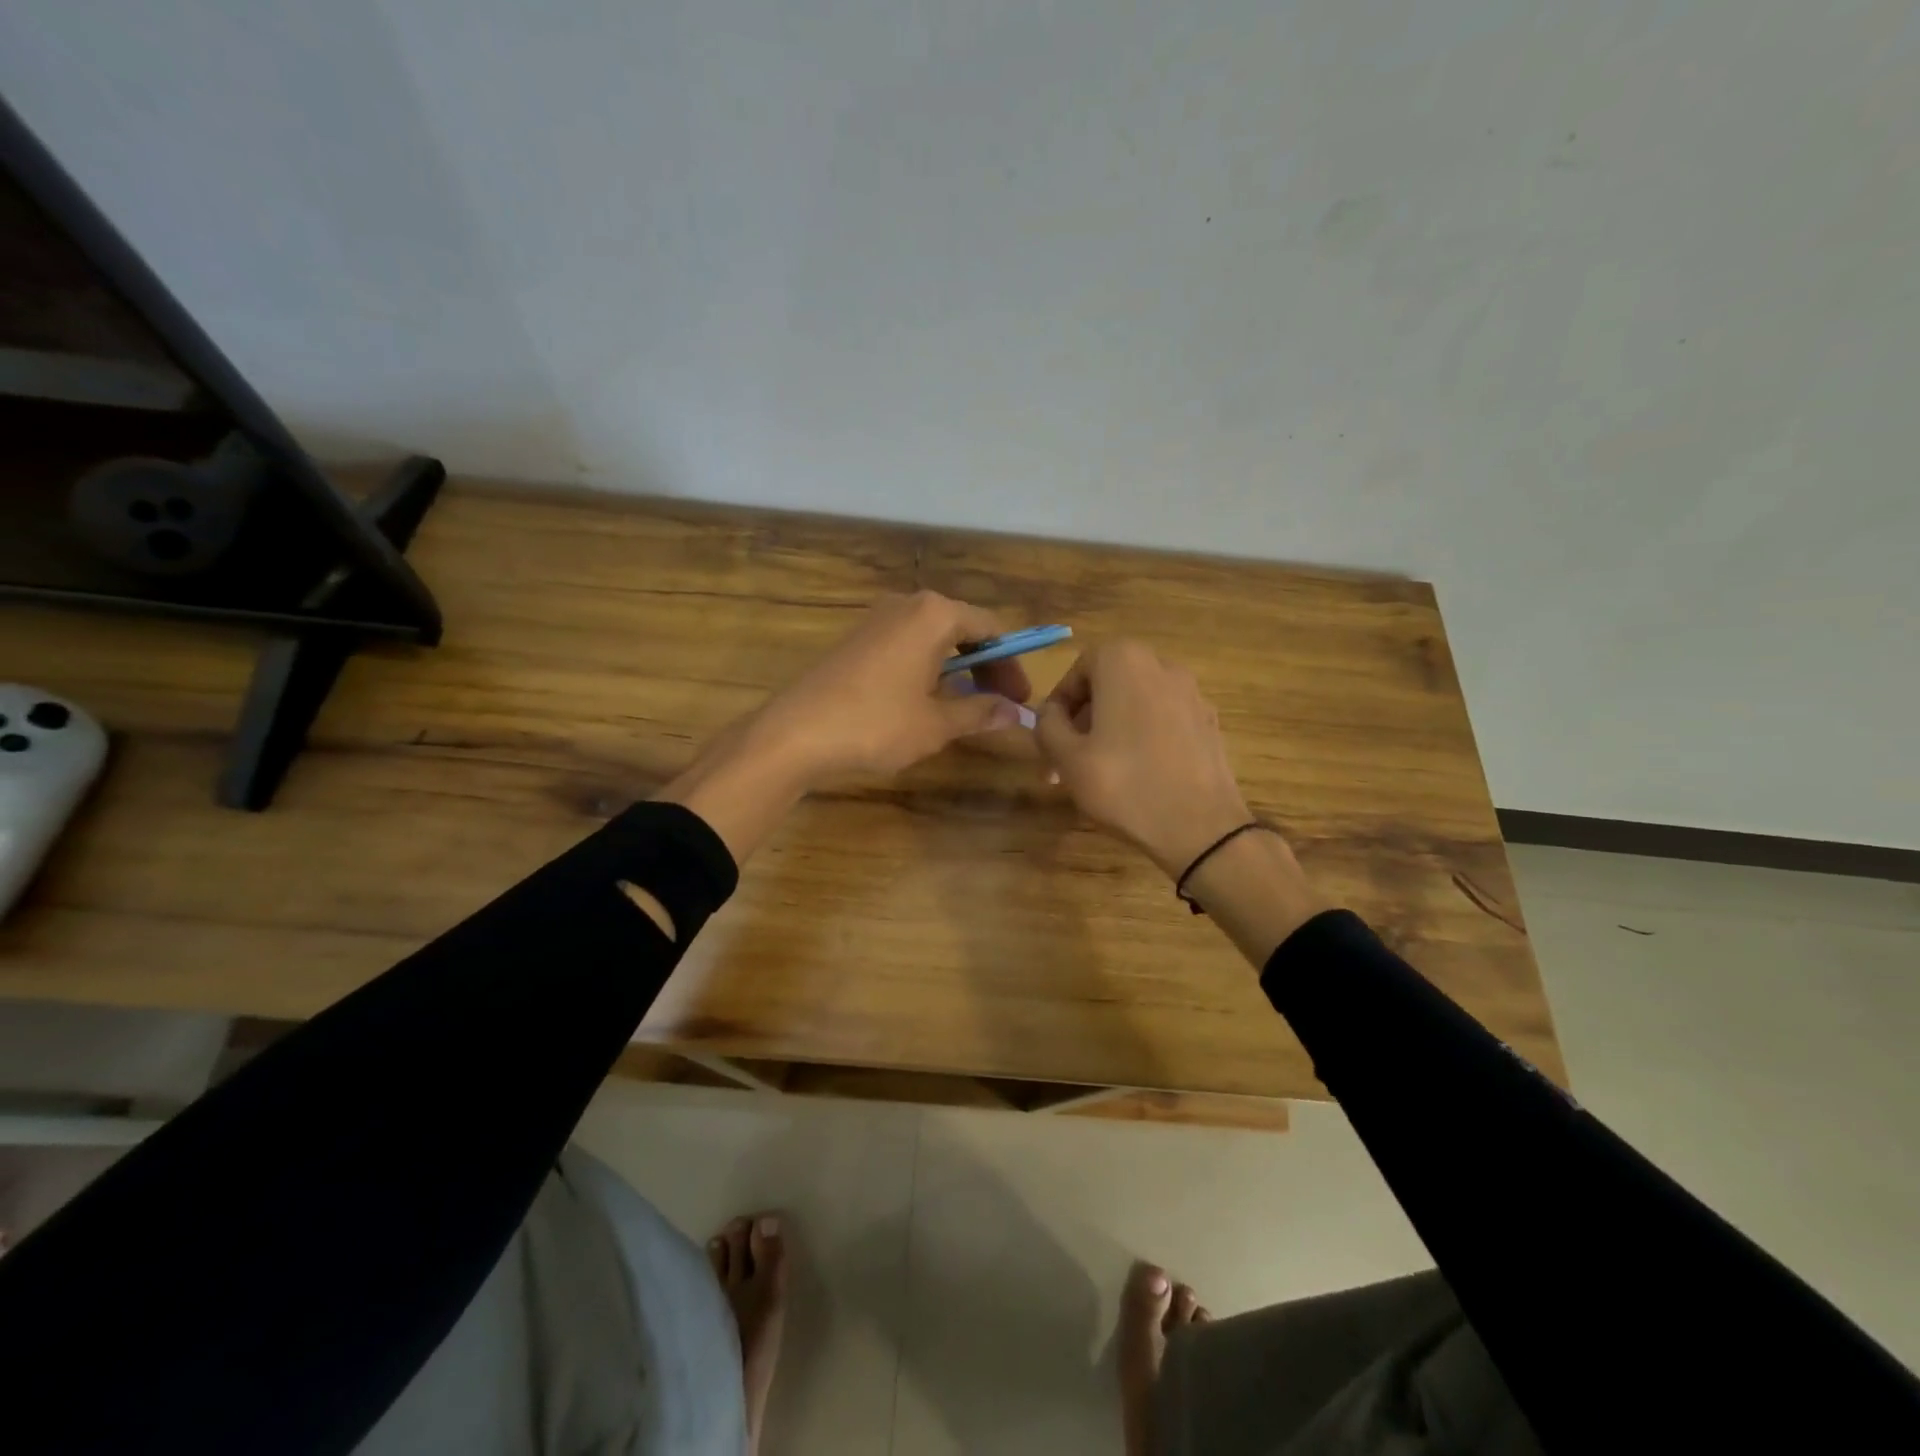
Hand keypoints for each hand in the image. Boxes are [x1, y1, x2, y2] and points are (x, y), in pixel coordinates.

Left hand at [749, 591, 1031, 787]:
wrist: (796, 733)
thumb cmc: (876, 724)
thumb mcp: (936, 723)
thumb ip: (980, 712)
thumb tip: (1016, 713)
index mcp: (934, 614)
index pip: (991, 629)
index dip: (1011, 664)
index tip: (1021, 697)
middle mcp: (907, 605)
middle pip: (962, 628)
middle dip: (986, 665)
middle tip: (1001, 703)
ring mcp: (878, 619)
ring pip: (933, 638)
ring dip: (957, 668)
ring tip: (968, 706)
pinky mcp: (857, 639)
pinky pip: (907, 645)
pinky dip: (928, 668)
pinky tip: (928, 700)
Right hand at [1035, 641, 1253, 878]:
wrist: (1200, 828)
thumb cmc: (1125, 785)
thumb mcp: (1068, 758)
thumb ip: (1048, 725)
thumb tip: (1050, 713)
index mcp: (1125, 662)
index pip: (1079, 667)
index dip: (1060, 701)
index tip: (1050, 736)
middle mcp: (1162, 666)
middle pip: (1110, 683)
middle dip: (1084, 718)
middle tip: (1067, 758)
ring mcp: (1192, 694)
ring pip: (1137, 703)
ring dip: (1112, 728)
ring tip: (1098, 771)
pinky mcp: (1209, 723)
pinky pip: (1163, 720)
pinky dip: (1143, 736)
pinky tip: (1137, 774)